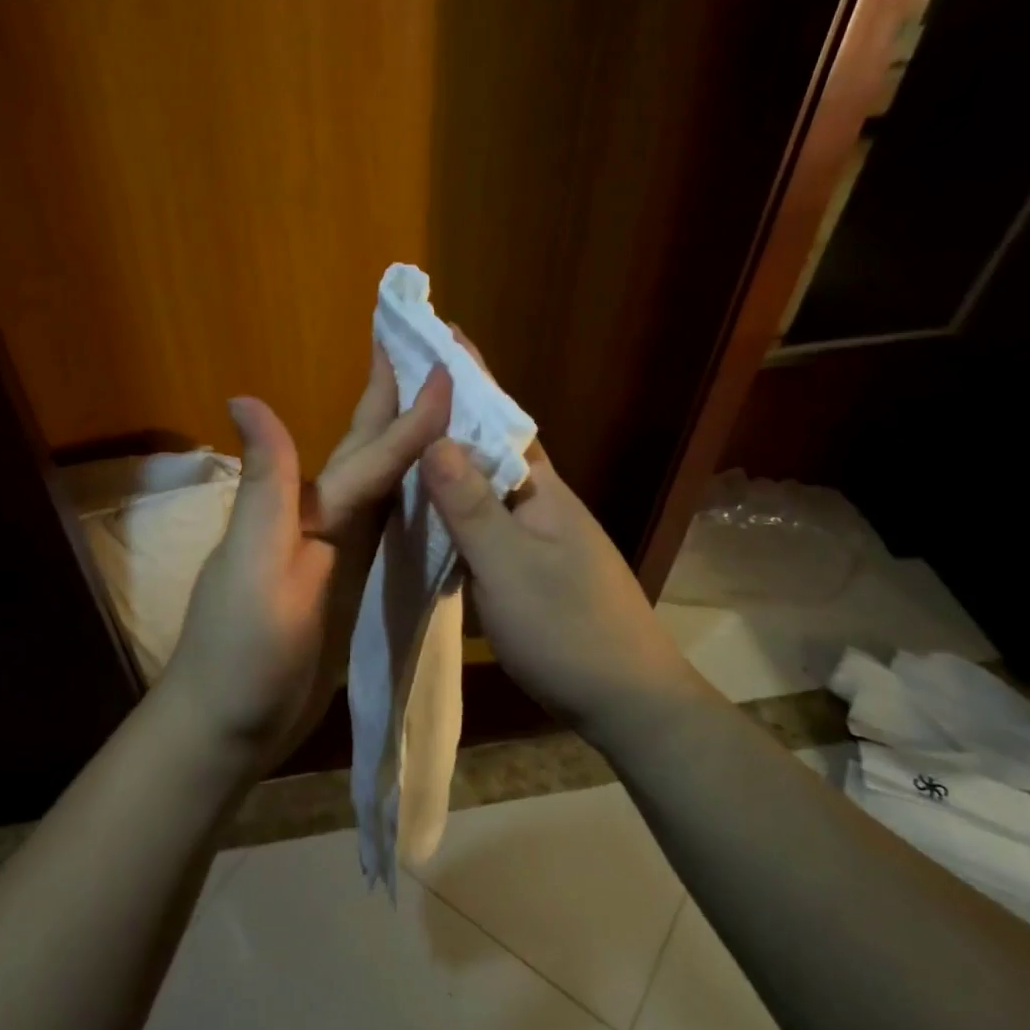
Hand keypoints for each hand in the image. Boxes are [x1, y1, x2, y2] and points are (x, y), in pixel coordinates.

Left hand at [162, 350, 452, 767]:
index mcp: (306, 511)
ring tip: (445, 411)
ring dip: (410, 448)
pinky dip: (411, 502)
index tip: (448, 368)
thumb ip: (267, 486)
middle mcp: (323, 520)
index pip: (368, 456)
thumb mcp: (252, 565)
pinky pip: (388, 532)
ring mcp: (338, 555)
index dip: (410, 416)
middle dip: (397, 405)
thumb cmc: (241, 652)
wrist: (230, 727)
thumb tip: (246, 395)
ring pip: (383, 489)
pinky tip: (435, 491)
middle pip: (368, 454)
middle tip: (432, 357)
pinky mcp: (351, 586)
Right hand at [418, 346, 704, 741]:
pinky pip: (486, 519)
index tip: (438, 330)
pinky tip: (431, 510)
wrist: (627, 699)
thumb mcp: (510, 567)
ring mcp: (539, 535)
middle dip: (451, 409)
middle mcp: (541, 501)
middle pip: (491, 444)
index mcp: (540, 488)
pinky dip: (456, 504)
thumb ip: (472, 506)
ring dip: (452, 456)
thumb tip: (435, 437)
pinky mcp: (532, 566)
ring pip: (486, 484)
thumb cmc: (568, 629)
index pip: (500, 415)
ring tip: (404, 437)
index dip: (470, 374)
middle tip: (402, 383)